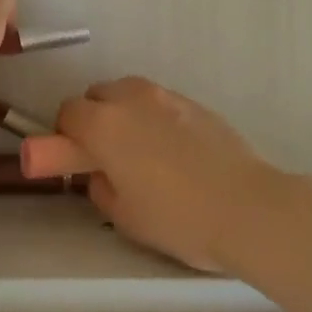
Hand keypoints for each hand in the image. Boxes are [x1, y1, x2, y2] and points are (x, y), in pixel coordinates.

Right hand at [21, 77, 282, 273]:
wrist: (247, 207)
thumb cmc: (177, 217)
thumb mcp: (123, 215)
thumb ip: (100, 186)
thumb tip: (102, 173)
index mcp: (104, 124)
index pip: (67, 112)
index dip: (64, 135)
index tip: (73, 159)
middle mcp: (131, 98)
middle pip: (97, 95)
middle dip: (93, 119)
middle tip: (104, 155)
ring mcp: (166, 97)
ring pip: (129, 94)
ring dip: (123, 114)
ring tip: (140, 152)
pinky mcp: (195, 103)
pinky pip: (159, 104)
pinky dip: (153, 119)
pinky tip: (172, 152)